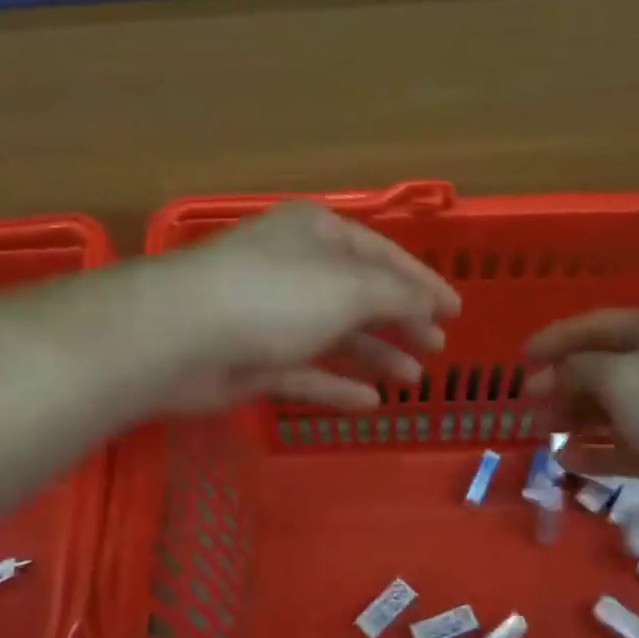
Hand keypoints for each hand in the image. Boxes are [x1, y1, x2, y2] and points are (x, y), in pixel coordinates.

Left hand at [155, 202, 459, 413]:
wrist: (182, 337)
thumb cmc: (275, 296)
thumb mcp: (350, 287)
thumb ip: (397, 295)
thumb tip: (429, 302)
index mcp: (318, 235)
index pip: (384, 255)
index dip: (423, 283)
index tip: (456, 312)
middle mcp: (296, 270)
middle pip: (360, 297)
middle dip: (401, 321)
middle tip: (436, 348)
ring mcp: (273, 317)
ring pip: (335, 337)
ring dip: (375, 355)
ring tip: (413, 379)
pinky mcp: (254, 361)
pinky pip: (306, 373)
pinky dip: (336, 386)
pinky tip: (369, 402)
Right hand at [523, 309, 638, 540]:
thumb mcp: (620, 377)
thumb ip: (578, 368)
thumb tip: (552, 374)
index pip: (595, 326)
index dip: (555, 338)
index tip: (521, 357)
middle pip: (599, 369)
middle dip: (562, 383)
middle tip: (530, 403)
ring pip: (608, 409)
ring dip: (574, 418)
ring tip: (544, 431)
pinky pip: (621, 446)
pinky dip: (594, 452)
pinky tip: (566, 460)